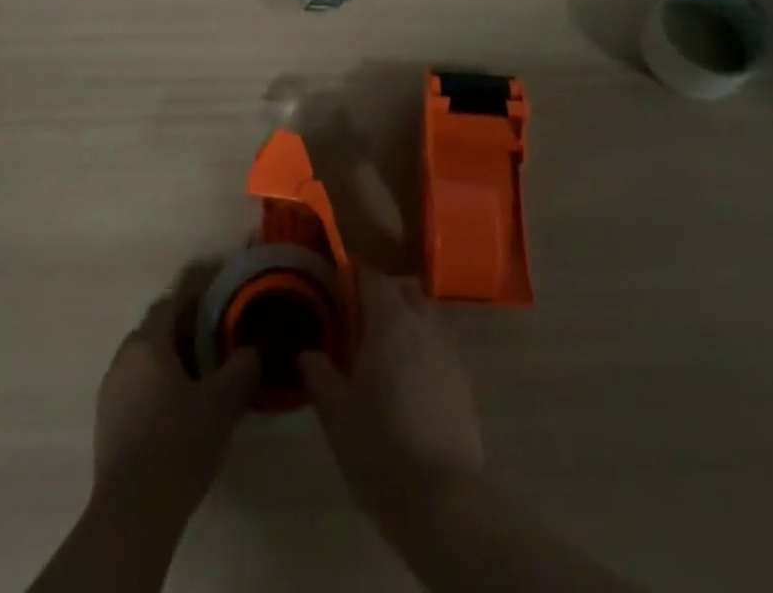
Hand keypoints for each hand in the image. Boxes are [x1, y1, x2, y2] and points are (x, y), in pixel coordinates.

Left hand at [92, 273, 259, 520]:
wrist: (133, 513)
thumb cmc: (179, 443)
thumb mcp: (223, 402)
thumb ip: (242, 368)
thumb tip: (250, 350)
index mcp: (148, 343)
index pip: (171, 302)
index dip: (196, 298)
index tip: (220, 304)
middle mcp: (123, 359)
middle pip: (156, 330)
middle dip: (185, 331)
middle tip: (217, 343)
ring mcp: (110, 392)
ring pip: (145, 360)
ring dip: (171, 361)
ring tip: (202, 378)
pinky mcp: (107, 424)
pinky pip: (136, 387)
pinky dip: (157, 387)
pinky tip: (179, 411)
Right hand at [300, 269, 482, 508]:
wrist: (441, 497)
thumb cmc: (380, 448)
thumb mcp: (336, 414)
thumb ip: (320, 375)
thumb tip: (309, 353)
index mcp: (390, 322)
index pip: (372, 277)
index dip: (354, 275)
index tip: (337, 284)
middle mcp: (423, 324)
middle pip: (404, 288)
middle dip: (383, 291)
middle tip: (359, 317)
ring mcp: (448, 349)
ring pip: (425, 313)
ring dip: (406, 317)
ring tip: (383, 349)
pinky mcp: (463, 377)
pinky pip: (439, 343)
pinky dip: (422, 345)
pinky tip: (408, 378)